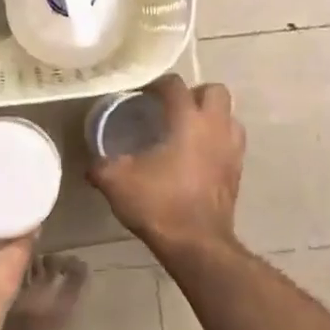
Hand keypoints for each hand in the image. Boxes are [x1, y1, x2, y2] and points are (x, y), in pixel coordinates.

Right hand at [87, 75, 244, 253]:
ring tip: (187, 130)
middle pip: (214, 91)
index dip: (156, 85)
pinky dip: (217, 140)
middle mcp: (215, 127)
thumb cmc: (158, 204)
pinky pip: (231, 141)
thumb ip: (100, 165)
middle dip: (194, 93)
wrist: (196, 244)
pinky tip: (197, 156)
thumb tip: (91, 163)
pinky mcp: (238, 171)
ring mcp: (231, 149)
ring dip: (211, 116)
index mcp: (187, 120)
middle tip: (171, 109)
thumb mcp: (116, 182)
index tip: (140, 95)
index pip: (175, 85)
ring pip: (229, 115)